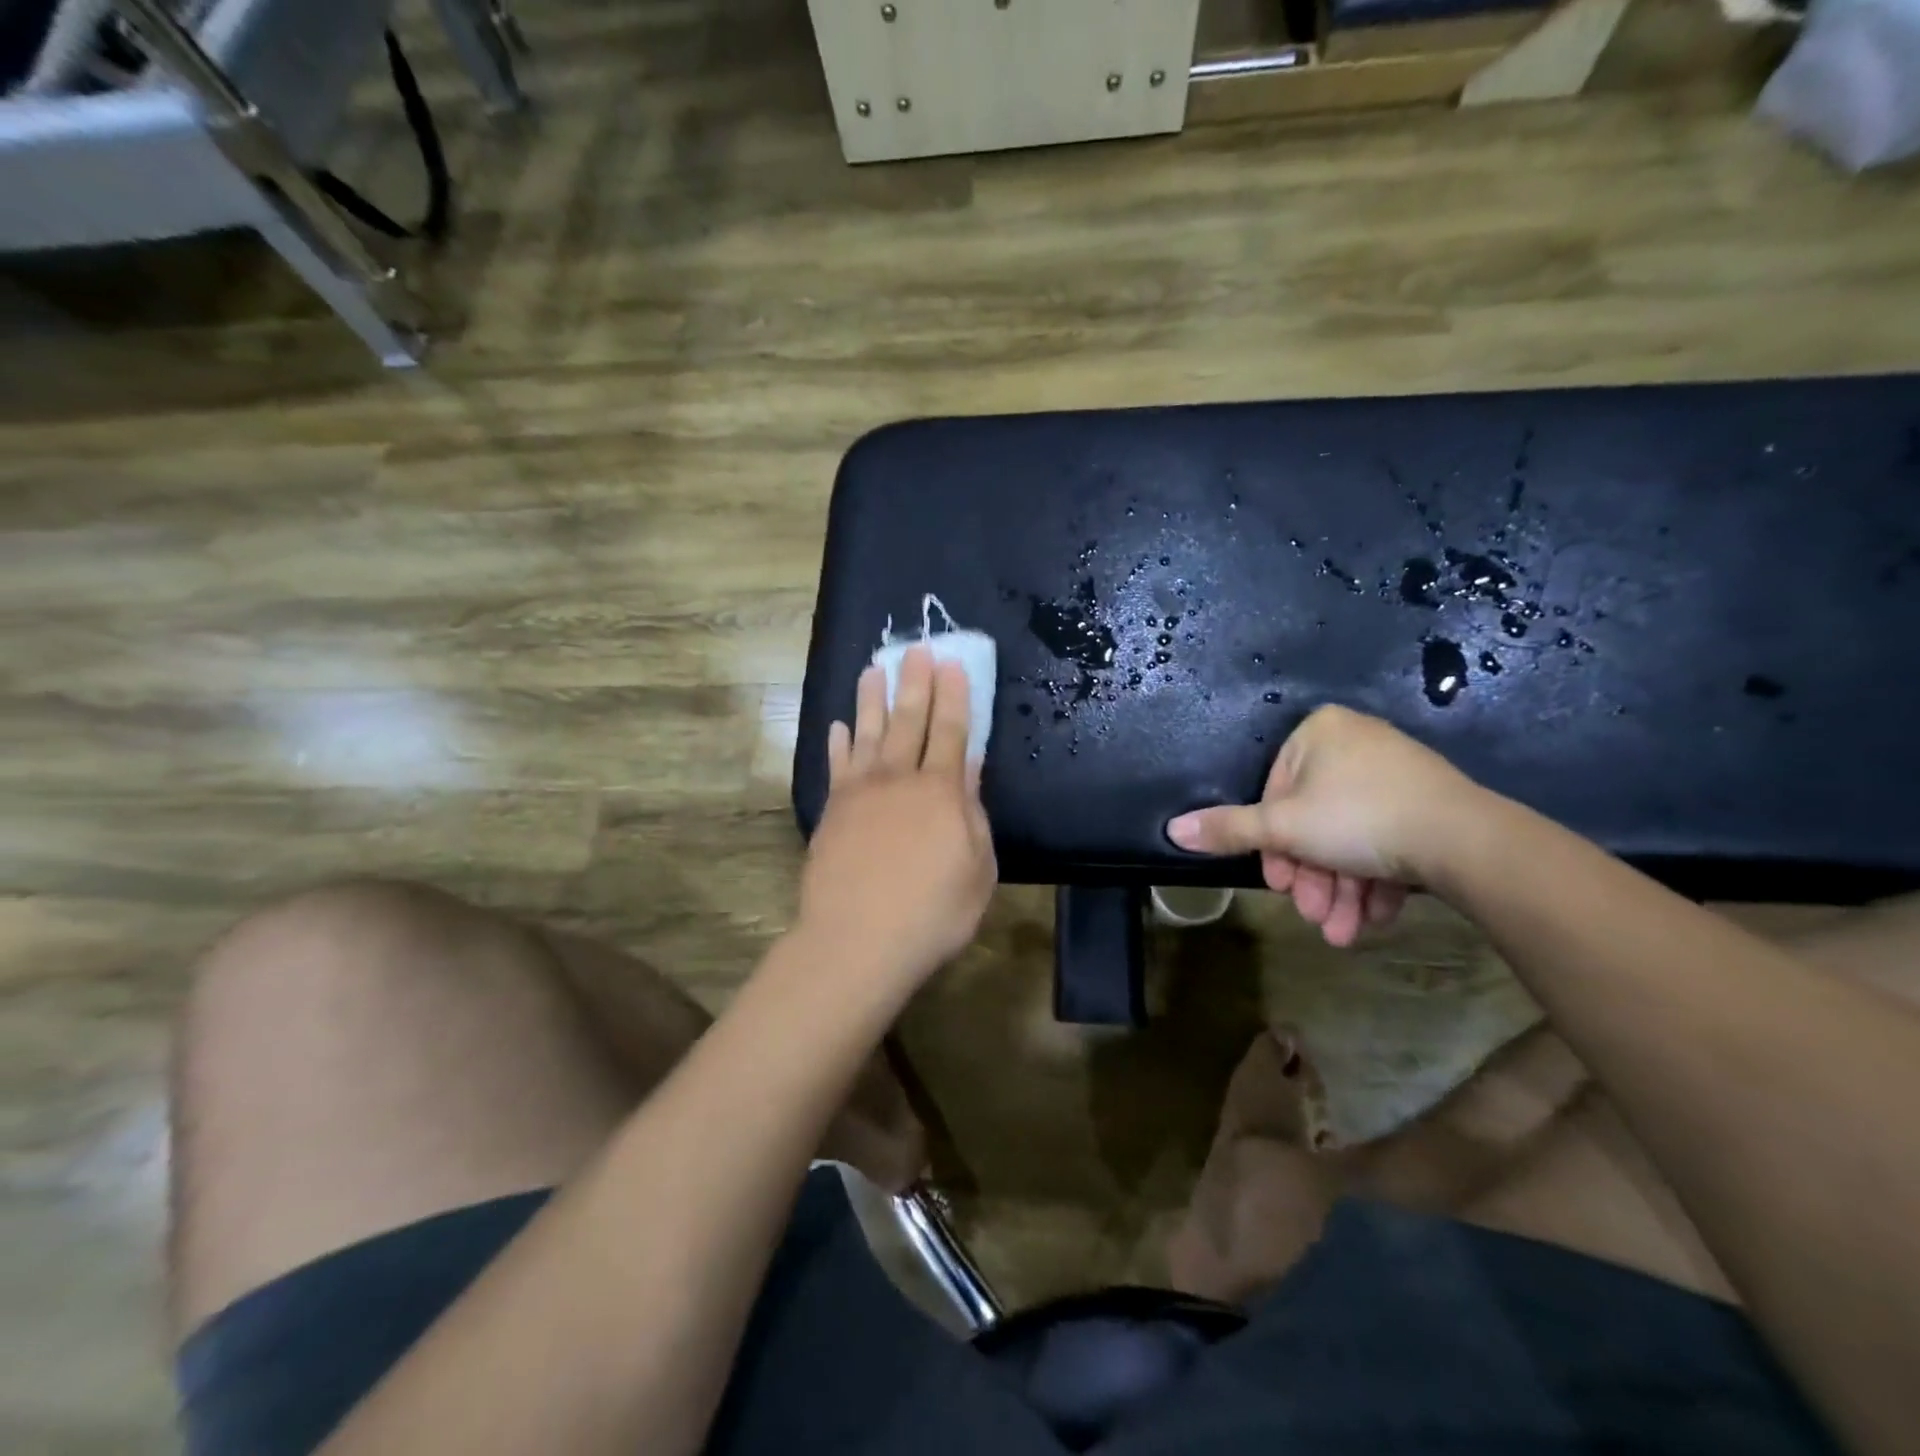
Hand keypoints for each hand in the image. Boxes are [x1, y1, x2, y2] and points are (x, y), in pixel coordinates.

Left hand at [799, 646, 996, 993]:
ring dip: (872, 700)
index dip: (954, 697)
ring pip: (867, 733)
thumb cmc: (932, 913)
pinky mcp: (832, 811)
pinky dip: (838, 743)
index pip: (951, 732)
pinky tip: (838, 726)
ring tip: (873, 669)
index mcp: (940, 792)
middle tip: (915, 649)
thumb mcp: (977, 870)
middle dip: (915, 683)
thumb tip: (969, 770)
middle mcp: (898, 779)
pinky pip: (836, 766)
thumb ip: (972, 814)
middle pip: (908, 721)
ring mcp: (860, 793)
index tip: (952, 664)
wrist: (857, 941)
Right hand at [1166, 705, 1484, 947]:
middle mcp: (1357, 744)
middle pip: (1315, 820)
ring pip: (1351, 838)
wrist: (1468, 842)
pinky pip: (1387, 840)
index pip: (1276, 790)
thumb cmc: (1358, 819)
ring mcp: (1398, 774)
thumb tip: (1172, 829)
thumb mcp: (1283, 828)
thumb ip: (1228, 828)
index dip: (1273, 844)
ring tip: (1341, 933)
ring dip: (1339, 890)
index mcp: (1320, 733)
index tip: (1279, 884)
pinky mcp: (1430, 805)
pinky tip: (1372, 919)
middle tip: (1311, 915)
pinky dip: (1374, 881)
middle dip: (1311, 877)